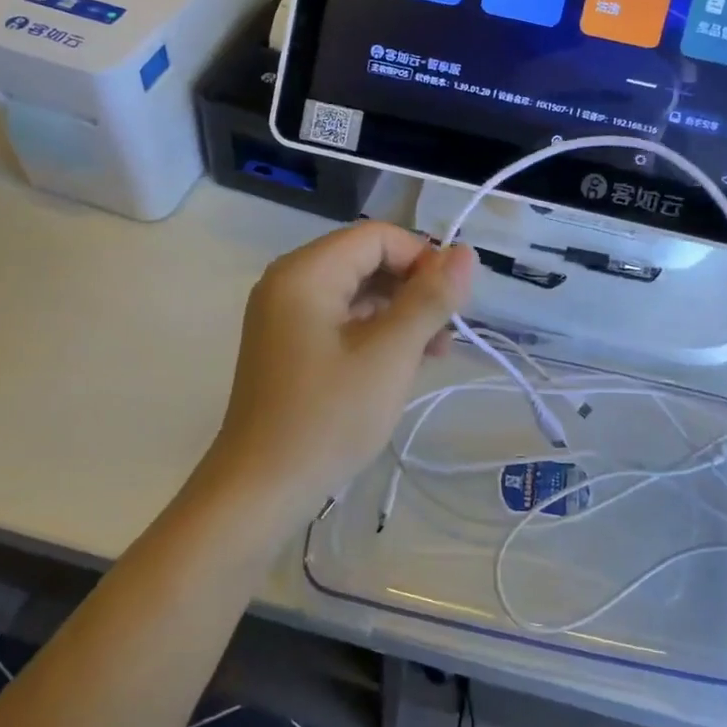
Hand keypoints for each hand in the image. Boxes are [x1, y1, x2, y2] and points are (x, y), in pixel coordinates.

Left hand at [200, 222, 473, 521]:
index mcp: (306, 272)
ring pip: (357, 290)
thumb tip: (465, 253)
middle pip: (366, 260)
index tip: (452, 300)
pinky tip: (405, 361)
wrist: (260, 490)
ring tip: (436, 351)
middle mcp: (290, 280)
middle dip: (413, 287)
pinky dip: (376, 330)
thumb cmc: (327, 417)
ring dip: (400, 311)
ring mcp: (285, 313)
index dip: (422, 258)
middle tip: (448, 329)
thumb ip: (430, 299)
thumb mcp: (390, 355)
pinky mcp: (289, 342)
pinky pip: (342, 317)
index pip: (377, 236)